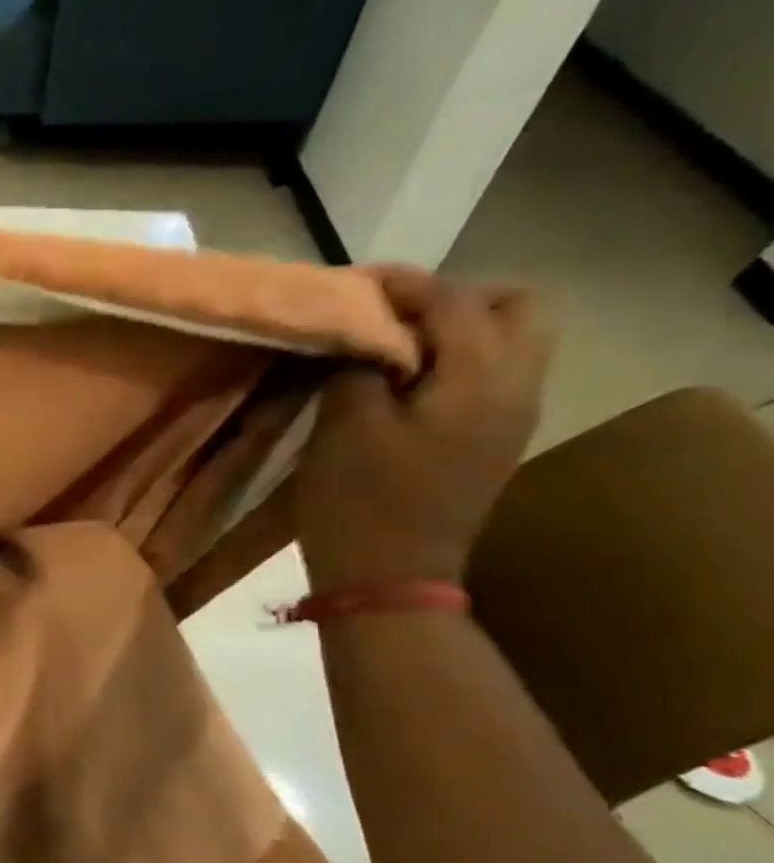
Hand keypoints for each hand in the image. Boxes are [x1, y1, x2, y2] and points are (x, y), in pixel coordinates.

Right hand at [294, 268, 552, 591]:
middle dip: (450, 298)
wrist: (388, 579)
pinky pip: (488, 374)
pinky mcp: (490, 441)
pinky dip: (450, 360)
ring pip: (507, 340)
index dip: (401, 284)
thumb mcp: (345, 424)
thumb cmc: (360, 501)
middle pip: (514, 307)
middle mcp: (516, 387)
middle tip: (386, 315)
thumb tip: (360, 331)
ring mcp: (510, 417)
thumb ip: (358, 363)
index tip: (346, 284)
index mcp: (482, 380)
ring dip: (452, 329)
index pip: (456, 300)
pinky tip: (398, 382)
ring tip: (386, 346)